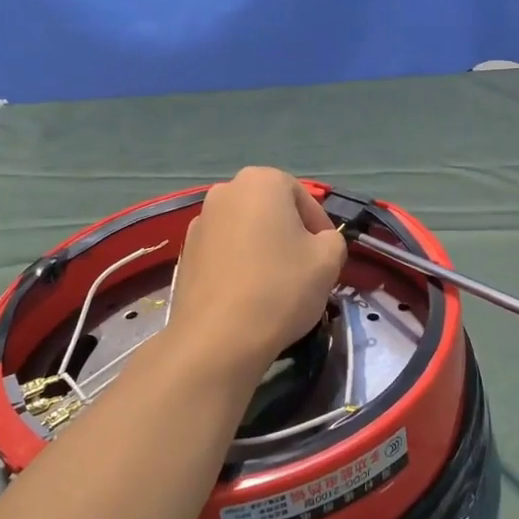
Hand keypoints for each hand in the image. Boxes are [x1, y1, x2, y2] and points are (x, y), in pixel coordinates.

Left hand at [163, 168, 345, 386]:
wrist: (218, 337)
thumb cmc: (280, 287)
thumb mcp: (328, 260)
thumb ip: (332, 240)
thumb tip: (319, 242)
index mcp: (261, 181)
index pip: (302, 197)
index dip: (320, 226)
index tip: (327, 256)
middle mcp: (225, 191)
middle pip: (271, 209)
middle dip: (289, 233)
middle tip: (305, 267)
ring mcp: (200, 221)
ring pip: (245, 230)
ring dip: (263, 248)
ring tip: (276, 284)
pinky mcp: (186, 253)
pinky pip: (224, 251)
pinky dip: (239, 264)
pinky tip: (248, 294)